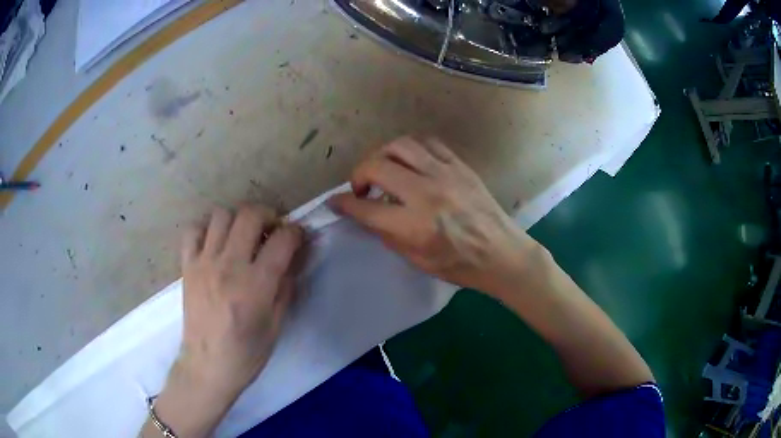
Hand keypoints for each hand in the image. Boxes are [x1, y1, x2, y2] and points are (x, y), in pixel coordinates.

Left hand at [141, 205, 302, 437]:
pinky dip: (207, 229)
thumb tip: (294, 257)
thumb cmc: (248, 353)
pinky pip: (193, 230)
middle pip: (250, 214)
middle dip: (268, 215)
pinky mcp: (187, 266)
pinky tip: (215, 244)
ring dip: (237, 220)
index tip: (298, 237)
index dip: (296, 232)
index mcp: (256, 286)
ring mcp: (204, 263)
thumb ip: (286, 286)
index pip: (283, 240)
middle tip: (271, 231)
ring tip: (242, 237)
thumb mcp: (277, 324)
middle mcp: (229, 266)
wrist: (208, 366)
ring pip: (221, 215)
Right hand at [330, 137, 542, 299]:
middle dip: (358, 174)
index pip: (365, 208)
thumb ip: (386, 233)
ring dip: (382, 155)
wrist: (501, 253)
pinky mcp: (459, 165)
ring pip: (400, 145)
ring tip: (383, 170)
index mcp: (415, 226)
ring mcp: (445, 174)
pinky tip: (409, 162)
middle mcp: (426, 193)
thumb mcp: (416, 260)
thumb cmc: (459, 265)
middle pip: (377, 166)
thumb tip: (362, 213)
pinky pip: (427, 143)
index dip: (343, 203)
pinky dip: (410, 149)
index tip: (335, 202)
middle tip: (361, 188)